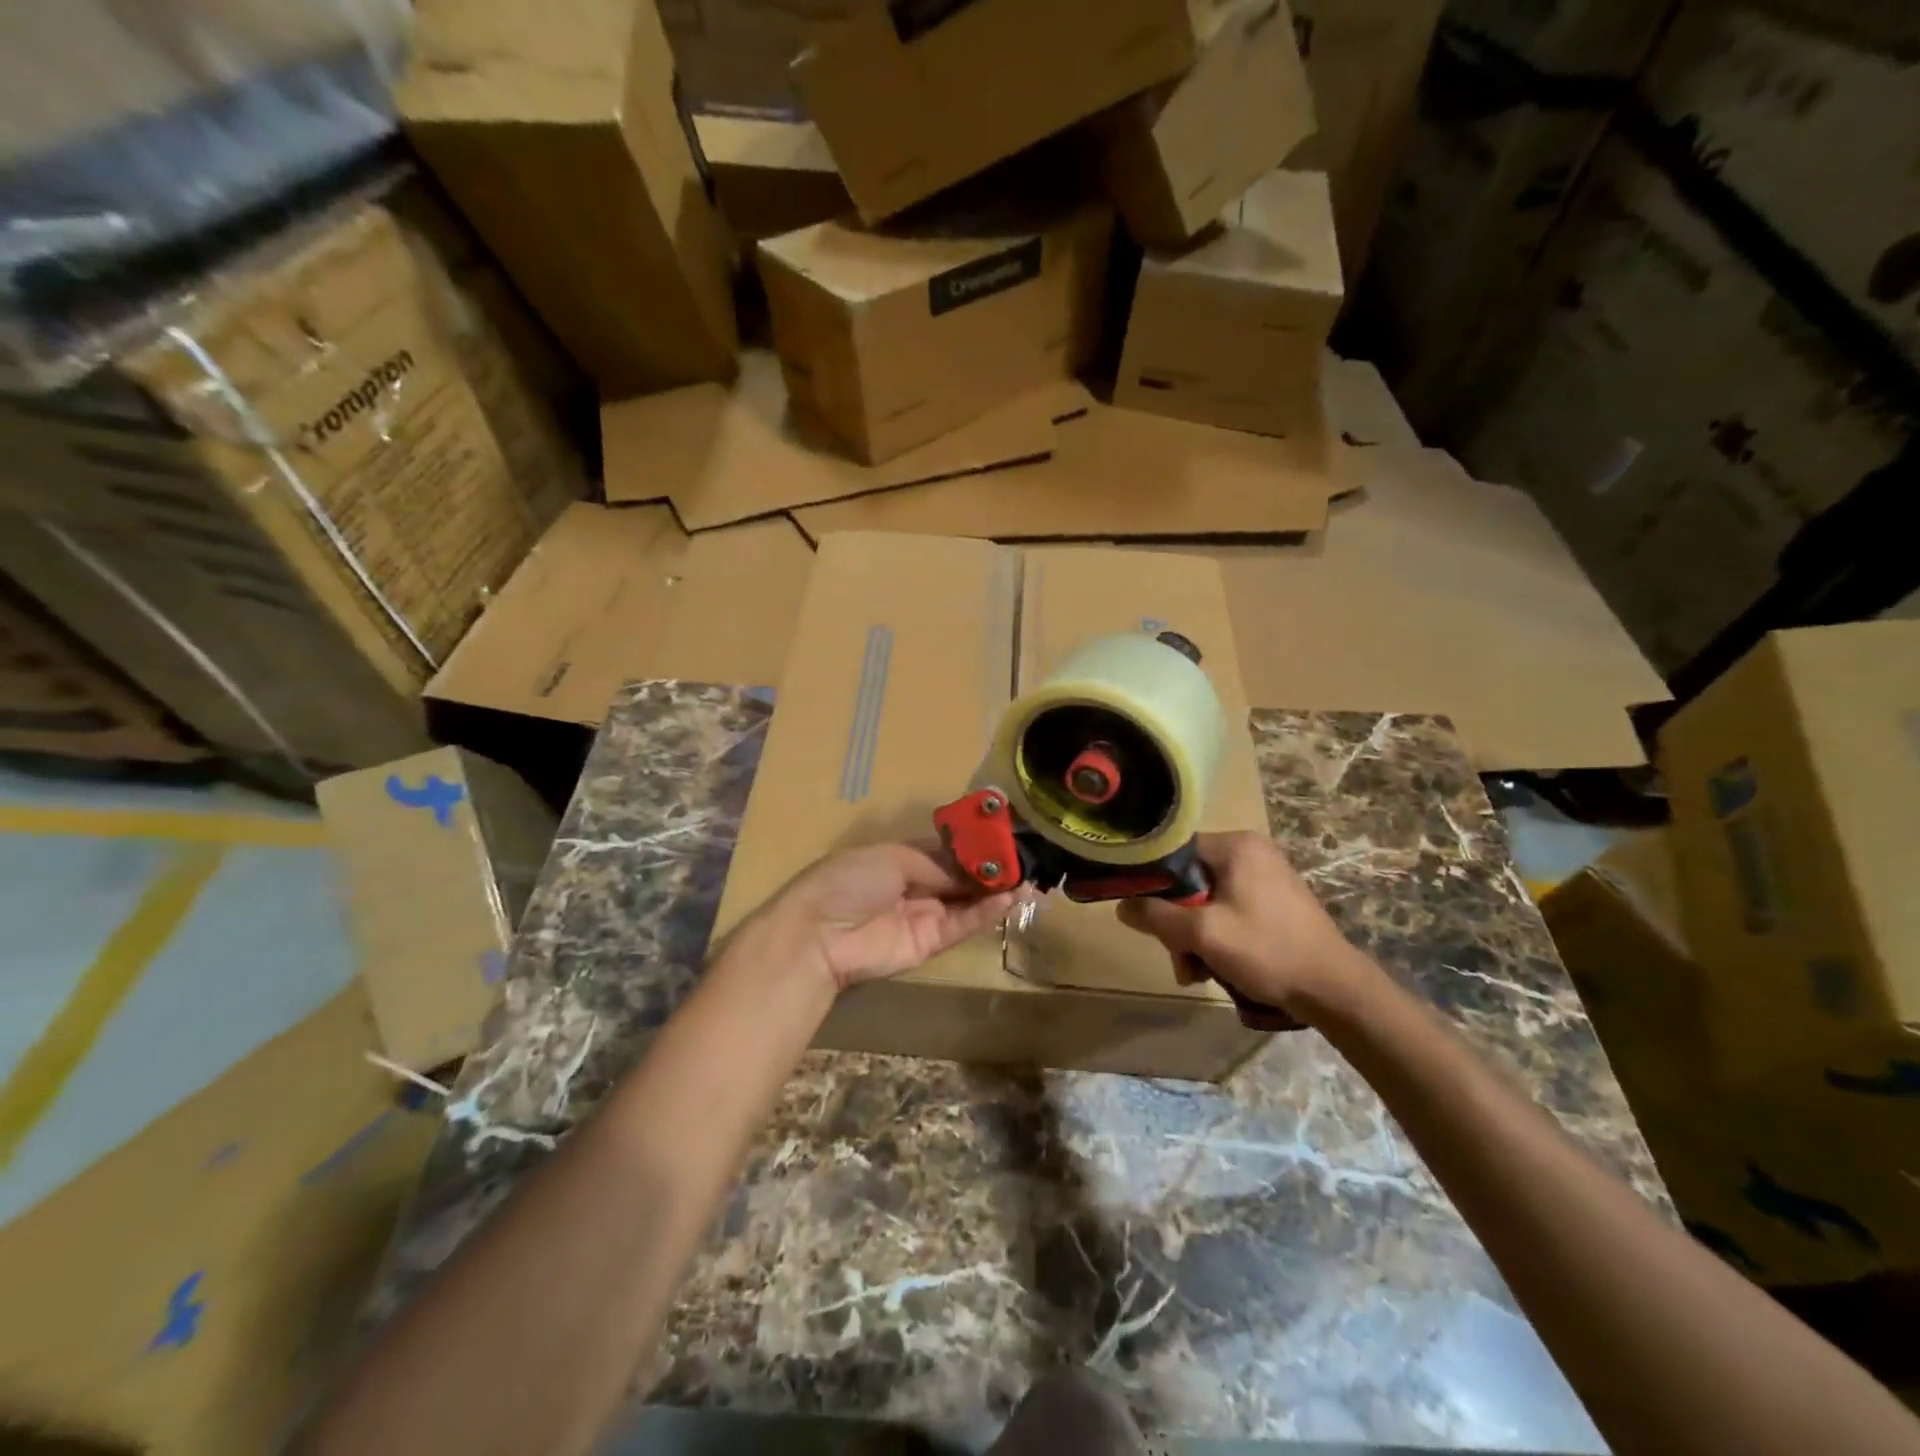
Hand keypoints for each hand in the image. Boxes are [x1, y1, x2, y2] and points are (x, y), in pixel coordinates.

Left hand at [750, 843, 1019, 992]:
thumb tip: (973, 866)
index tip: (1005, 837)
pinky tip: (1012, 897)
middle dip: (992, 868)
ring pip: (968, 901)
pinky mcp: (931, 943)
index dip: (974, 846)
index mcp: (900, 858)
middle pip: (961, 876)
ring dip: (997, 890)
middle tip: (1027, 859)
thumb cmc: (850, 881)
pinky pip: (964, 924)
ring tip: (1030, 878)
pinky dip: (988, 912)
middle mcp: (916, 886)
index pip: (946, 851)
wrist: (820, 935)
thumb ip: (938, 863)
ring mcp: (924, 916)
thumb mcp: (894, 857)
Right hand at [1116, 831, 1377, 1022]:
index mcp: (1236, 845)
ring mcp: (1266, 876)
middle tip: (1178, 957)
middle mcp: (1251, 851)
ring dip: (1194, 936)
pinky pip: (1229, 910)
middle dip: (1177, 922)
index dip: (1154, 882)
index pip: (1175, 851)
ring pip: (1208, 900)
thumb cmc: (1266, 950)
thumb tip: (1121, 905)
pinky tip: (1214, 967)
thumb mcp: (1202, 934)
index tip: (1145, 915)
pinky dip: (1217, 936)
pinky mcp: (1275, 902)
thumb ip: (1157, 916)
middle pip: (1190, 880)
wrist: (1335, 989)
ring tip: (1195, 972)